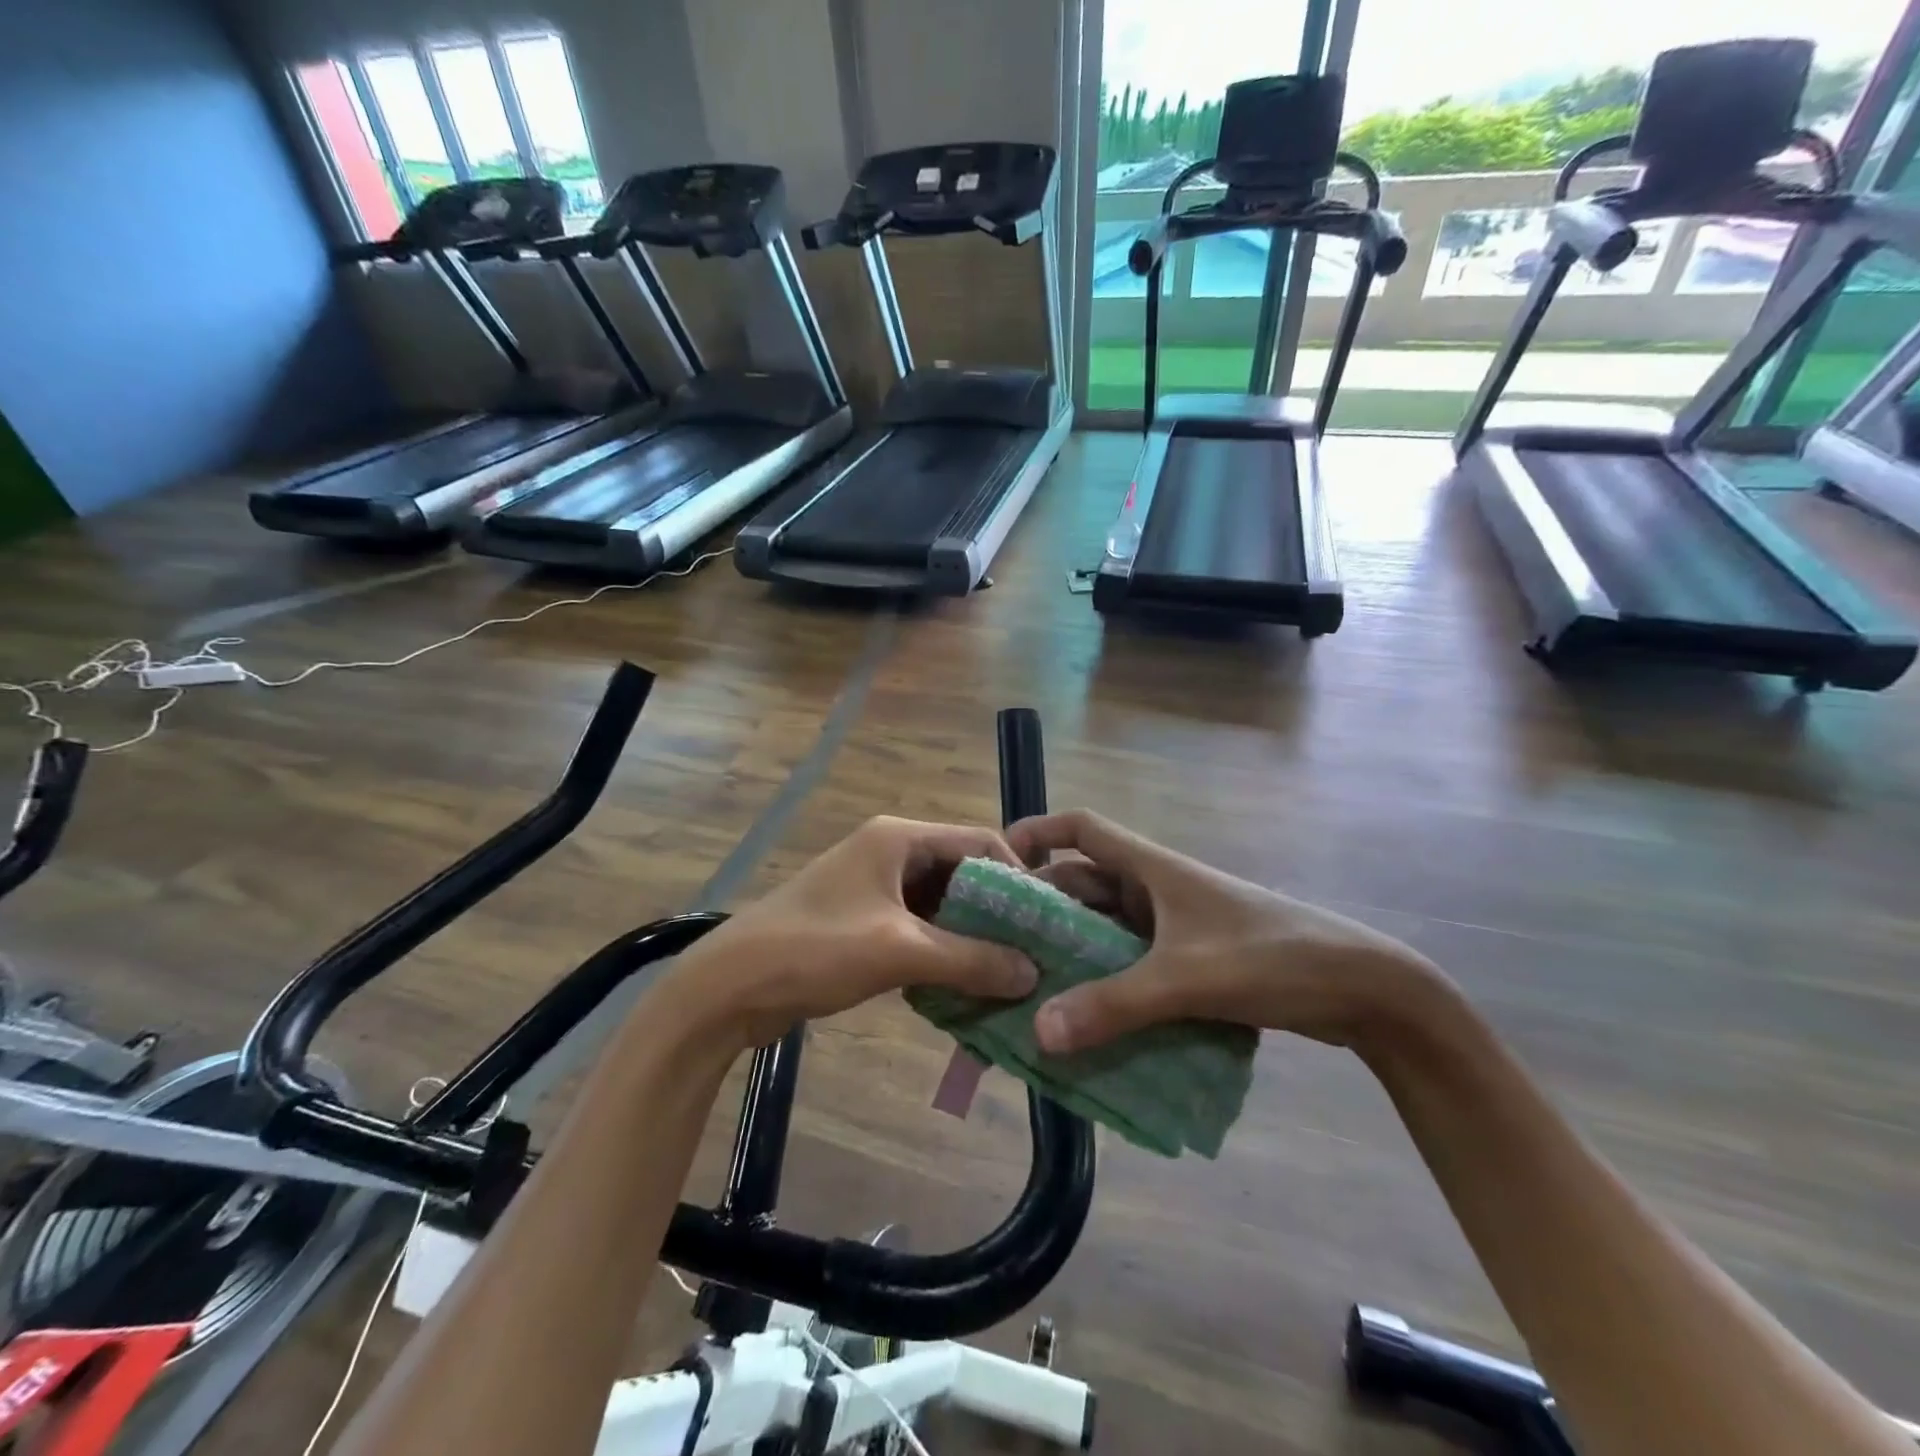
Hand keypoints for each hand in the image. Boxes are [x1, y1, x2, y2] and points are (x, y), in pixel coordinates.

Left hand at [676, 817, 1038, 1045]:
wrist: (729, 986)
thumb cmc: (816, 950)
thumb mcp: (900, 951)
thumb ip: (970, 959)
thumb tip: (1032, 971)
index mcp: (899, 838)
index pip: (979, 840)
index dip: (1017, 875)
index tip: (1044, 920)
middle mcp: (890, 852)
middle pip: (962, 873)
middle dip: (996, 912)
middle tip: (1033, 953)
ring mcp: (874, 887)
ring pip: (941, 905)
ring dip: (970, 937)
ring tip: (1007, 975)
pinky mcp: (862, 920)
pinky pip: (918, 928)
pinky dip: (941, 952)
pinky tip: (964, 985)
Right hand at [1007, 810, 1441, 1054]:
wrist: (1363, 989)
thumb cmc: (1271, 957)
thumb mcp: (1187, 978)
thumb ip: (1114, 1004)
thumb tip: (1039, 1030)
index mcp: (1151, 868)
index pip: (1082, 828)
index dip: (1038, 833)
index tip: (998, 861)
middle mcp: (1155, 889)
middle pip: (1084, 884)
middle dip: (1042, 909)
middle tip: (998, 944)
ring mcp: (1173, 926)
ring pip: (1106, 929)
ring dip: (1072, 952)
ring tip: (1028, 985)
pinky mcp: (1190, 959)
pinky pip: (1130, 963)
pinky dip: (1104, 982)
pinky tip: (1083, 1017)